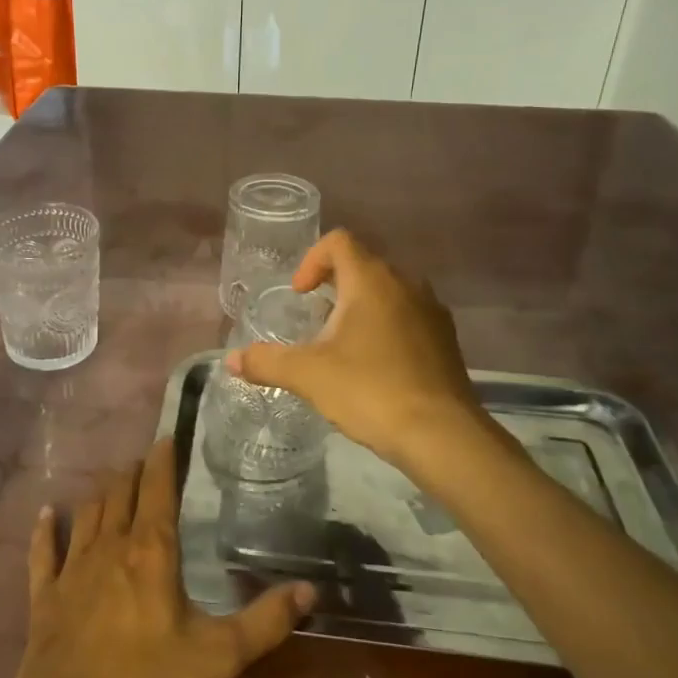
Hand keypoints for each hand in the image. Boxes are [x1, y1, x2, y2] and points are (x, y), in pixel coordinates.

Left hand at [7, 440, 314, 677]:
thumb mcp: (218, 659)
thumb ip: (265, 623)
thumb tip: (312, 590)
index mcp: (150, 554)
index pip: (157, 490)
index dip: (162, 461)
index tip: (166, 438)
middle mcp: (109, 549)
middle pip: (119, 495)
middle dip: (133, 473)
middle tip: (143, 460)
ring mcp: (71, 572)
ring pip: (87, 515)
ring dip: (100, 494)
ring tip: (111, 480)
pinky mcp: (44, 599)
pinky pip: (43, 553)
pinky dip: (46, 531)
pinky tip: (47, 514)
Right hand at [225, 229, 496, 473]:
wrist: (442, 435)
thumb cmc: (370, 390)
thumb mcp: (308, 375)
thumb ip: (266, 362)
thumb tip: (231, 360)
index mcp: (371, 280)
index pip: (339, 242)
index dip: (312, 260)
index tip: (300, 294)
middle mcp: (406, 284)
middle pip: (365, 265)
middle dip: (335, 285)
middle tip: (315, 319)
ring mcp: (432, 311)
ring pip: (390, 291)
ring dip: (362, 307)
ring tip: (342, 344)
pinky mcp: (447, 340)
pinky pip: (409, 317)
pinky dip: (387, 327)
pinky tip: (375, 366)